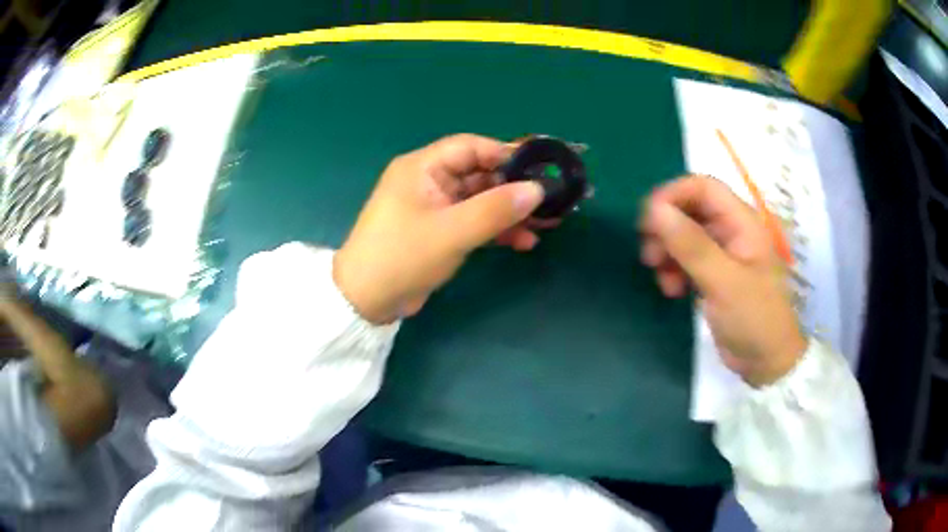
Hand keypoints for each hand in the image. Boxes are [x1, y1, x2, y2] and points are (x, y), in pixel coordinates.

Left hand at [334, 134, 545, 323]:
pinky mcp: (439, 231)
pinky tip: (523, 242)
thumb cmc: (403, 256)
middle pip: (479, 174)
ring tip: (545, 225)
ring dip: (509, 212)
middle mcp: (428, 181)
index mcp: (422, 168)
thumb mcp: (451, 232)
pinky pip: (473, 221)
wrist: (367, 301)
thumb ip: (495, 209)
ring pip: (480, 200)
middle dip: (513, 188)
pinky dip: (496, 230)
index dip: (506, 154)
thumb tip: (537, 190)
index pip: (470, 147)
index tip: (539, 168)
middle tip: (549, 201)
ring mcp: (434, 207)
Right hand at [639, 175, 806, 386]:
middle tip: (648, 254)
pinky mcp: (713, 276)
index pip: (703, 188)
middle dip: (666, 228)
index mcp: (742, 222)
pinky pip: (686, 260)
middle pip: (690, 210)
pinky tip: (672, 291)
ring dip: (667, 252)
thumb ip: (691, 245)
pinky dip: (673, 270)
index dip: (673, 195)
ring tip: (661, 279)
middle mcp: (731, 231)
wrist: (766, 363)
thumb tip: (655, 210)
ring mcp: (722, 254)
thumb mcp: (723, 282)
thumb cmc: (754, 318)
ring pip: (684, 236)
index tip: (648, 219)